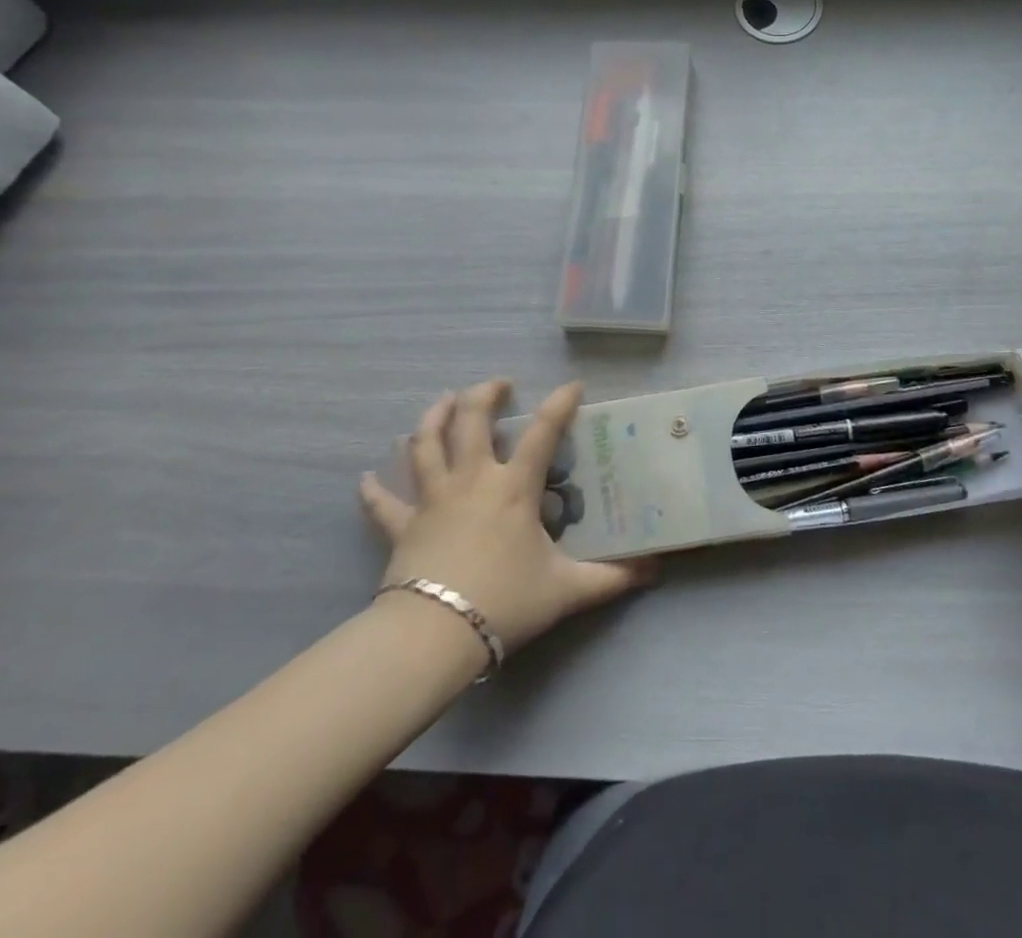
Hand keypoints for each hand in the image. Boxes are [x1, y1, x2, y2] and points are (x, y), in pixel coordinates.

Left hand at [358, 380, 655, 653]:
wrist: (435, 635)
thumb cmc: (505, 602)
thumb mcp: (567, 590)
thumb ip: (613, 577)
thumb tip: (657, 570)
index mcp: (512, 487)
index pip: (542, 432)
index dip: (560, 404)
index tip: (573, 386)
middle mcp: (471, 480)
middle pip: (471, 420)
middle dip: (485, 395)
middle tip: (498, 385)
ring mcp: (431, 499)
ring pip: (425, 444)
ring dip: (432, 417)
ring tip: (443, 400)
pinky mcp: (401, 527)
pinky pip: (382, 503)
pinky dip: (373, 489)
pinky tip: (365, 478)